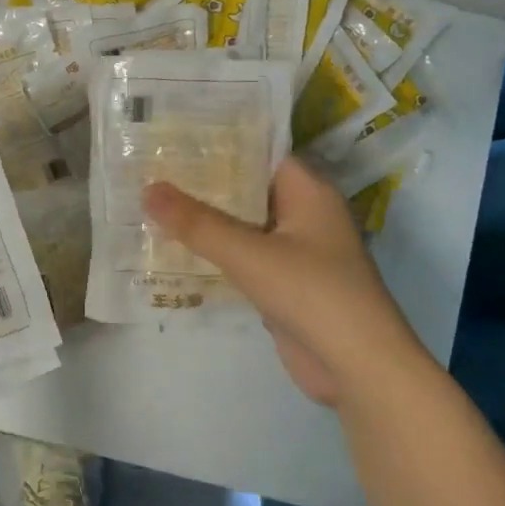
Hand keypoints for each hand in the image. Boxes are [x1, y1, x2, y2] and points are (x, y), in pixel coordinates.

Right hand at [143, 158, 431, 409]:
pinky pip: (242, 258)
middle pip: (247, 189)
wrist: (357, 368)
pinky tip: (174, 249)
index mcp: (308, 192)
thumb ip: (197, 223)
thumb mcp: (249, 254)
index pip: (260, 153)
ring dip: (204, 221)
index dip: (219, 144)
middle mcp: (303, 215)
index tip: (174, 137)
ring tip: (152, 204)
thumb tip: (147, 189)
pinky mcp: (283, 285)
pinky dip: (213, 253)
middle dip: (203, 183)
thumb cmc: (312, 294)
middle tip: (151, 169)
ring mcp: (294, 252)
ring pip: (242, 226)